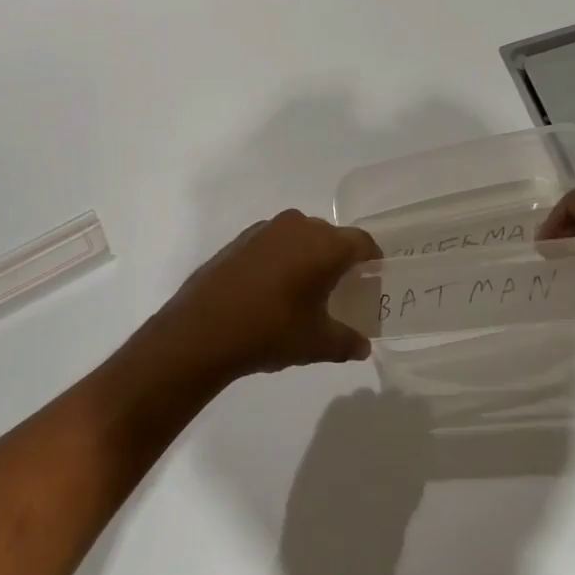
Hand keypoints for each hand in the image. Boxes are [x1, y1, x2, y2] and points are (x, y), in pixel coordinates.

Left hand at [137, 210, 381, 383]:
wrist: (202, 331)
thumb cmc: (271, 331)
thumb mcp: (317, 344)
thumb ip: (347, 342)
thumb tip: (363, 347)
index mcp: (325, 245)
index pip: (362, 242)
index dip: (372, 260)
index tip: (372, 279)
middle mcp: (298, 226)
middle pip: (331, 237)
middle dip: (339, 260)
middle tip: (340, 290)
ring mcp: (264, 230)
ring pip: (299, 237)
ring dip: (307, 257)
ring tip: (304, 290)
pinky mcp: (239, 240)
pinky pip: (272, 243)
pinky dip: (280, 259)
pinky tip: (271, 290)